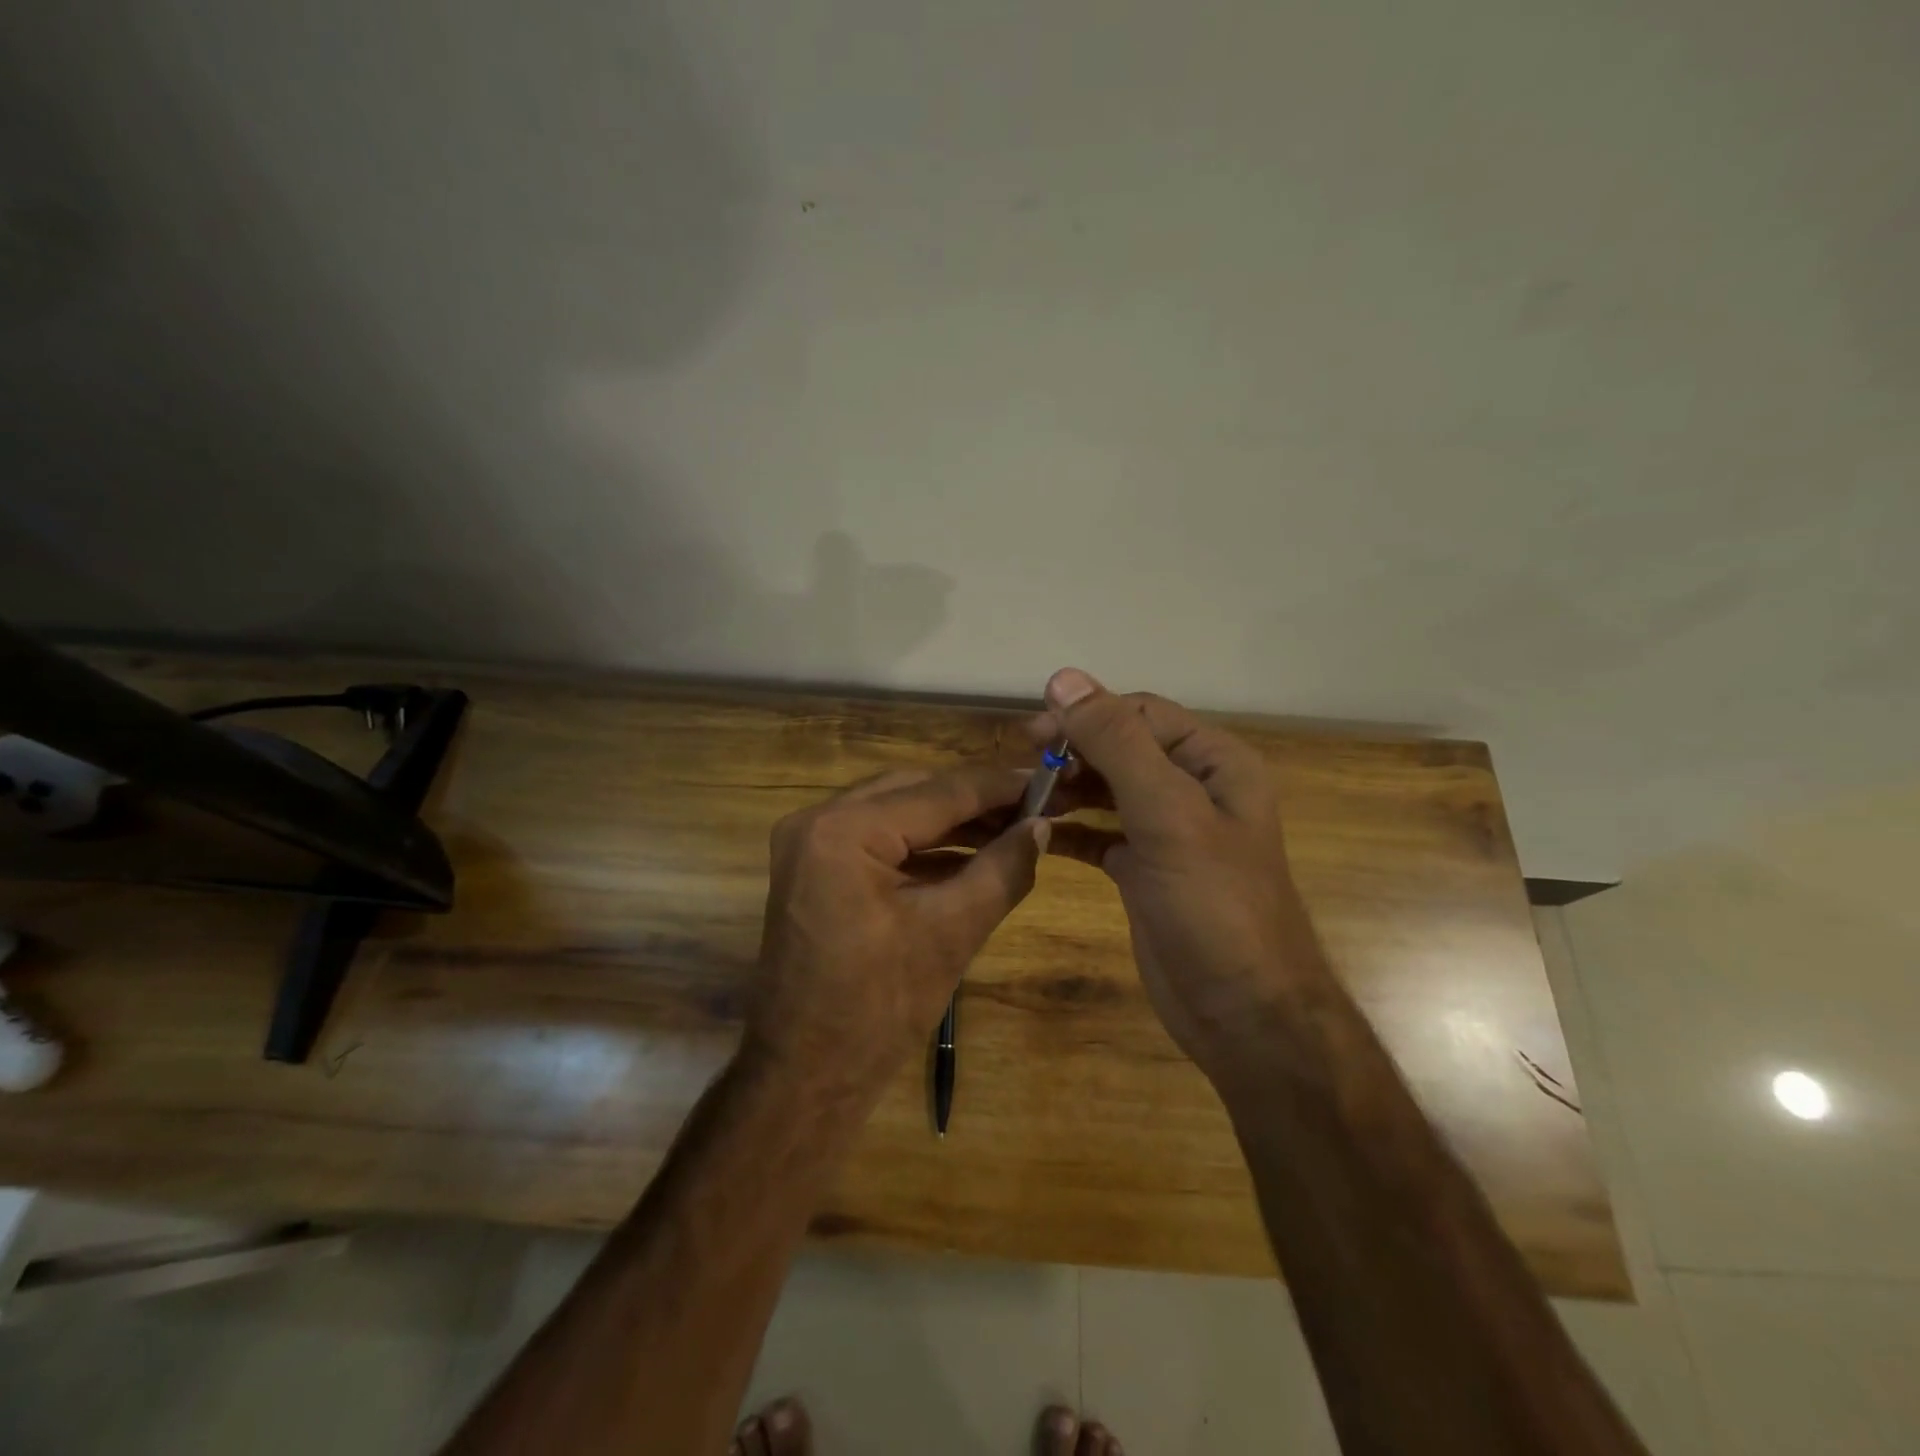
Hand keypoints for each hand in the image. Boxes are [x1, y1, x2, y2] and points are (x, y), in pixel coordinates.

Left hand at [745, 765, 1048, 1107]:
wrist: (806, 1076)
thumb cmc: (879, 1009)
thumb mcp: (952, 933)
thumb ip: (1003, 869)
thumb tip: (1043, 826)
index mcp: (844, 831)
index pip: (939, 792)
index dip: (1001, 786)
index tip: (1052, 779)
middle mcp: (818, 819)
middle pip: (915, 790)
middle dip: (978, 800)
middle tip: (1037, 805)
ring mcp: (809, 841)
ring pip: (897, 810)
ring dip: (954, 821)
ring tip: (1015, 826)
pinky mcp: (814, 865)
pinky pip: (879, 837)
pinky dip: (924, 844)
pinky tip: (972, 851)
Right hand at [1027, 668, 1325, 1082]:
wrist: (1244, 1013)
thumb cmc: (1213, 905)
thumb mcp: (1167, 814)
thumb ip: (1117, 743)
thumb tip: (1064, 679)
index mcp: (1213, 763)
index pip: (1140, 714)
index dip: (1086, 715)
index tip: (1031, 735)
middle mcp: (1193, 789)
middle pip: (1121, 748)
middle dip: (1072, 752)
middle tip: (1021, 768)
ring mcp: (1168, 832)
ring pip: (1107, 790)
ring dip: (1066, 788)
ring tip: (1022, 797)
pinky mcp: (1144, 870)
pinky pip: (1099, 834)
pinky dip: (1069, 829)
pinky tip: (1035, 832)